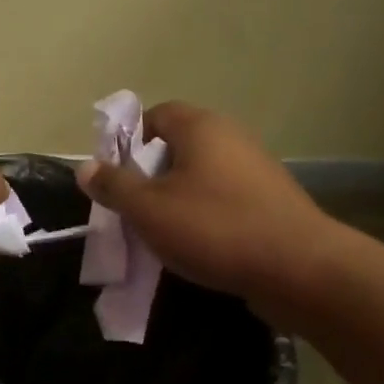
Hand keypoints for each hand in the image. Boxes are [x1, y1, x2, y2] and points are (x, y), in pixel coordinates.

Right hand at [76, 102, 341, 325]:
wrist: (299, 269)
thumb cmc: (214, 228)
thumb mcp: (148, 209)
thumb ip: (113, 185)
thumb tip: (84, 167)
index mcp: (201, 128)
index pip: (156, 115)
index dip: (128, 140)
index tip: (113, 175)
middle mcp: (231, 138)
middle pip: (177, 147)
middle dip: (148, 175)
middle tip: (130, 207)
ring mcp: (256, 169)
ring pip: (199, 176)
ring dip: (174, 198)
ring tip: (157, 231)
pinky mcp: (270, 201)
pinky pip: (222, 199)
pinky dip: (202, 215)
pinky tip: (194, 245)